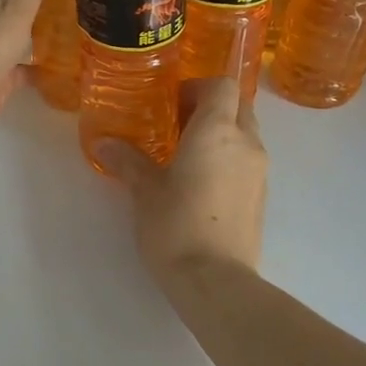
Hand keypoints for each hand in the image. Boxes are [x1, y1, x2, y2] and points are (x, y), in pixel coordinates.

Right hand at [95, 77, 267, 289]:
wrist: (215, 280)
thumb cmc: (176, 225)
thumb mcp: (145, 190)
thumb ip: (128, 161)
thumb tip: (104, 143)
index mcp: (217, 131)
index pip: (222, 85)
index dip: (198, 86)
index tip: (172, 103)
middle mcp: (246, 142)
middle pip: (238, 105)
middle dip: (210, 108)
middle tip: (177, 126)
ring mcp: (259, 170)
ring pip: (245, 133)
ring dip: (221, 134)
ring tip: (186, 156)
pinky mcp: (262, 196)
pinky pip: (247, 160)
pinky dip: (229, 158)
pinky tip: (201, 184)